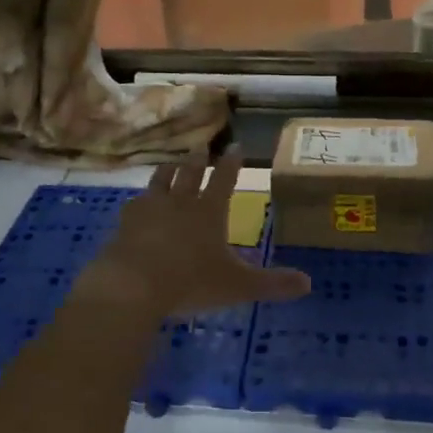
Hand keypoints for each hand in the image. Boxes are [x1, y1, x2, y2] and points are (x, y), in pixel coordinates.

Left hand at [76, 149, 311, 317]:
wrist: (132, 287)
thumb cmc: (190, 282)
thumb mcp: (238, 286)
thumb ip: (272, 284)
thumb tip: (308, 283)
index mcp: (209, 211)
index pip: (224, 180)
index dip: (231, 163)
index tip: (236, 146)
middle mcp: (179, 203)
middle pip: (189, 174)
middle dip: (197, 160)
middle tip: (200, 147)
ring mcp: (148, 211)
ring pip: (159, 182)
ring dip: (167, 171)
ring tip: (170, 164)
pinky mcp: (124, 224)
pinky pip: (133, 205)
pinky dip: (140, 201)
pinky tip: (136, 202)